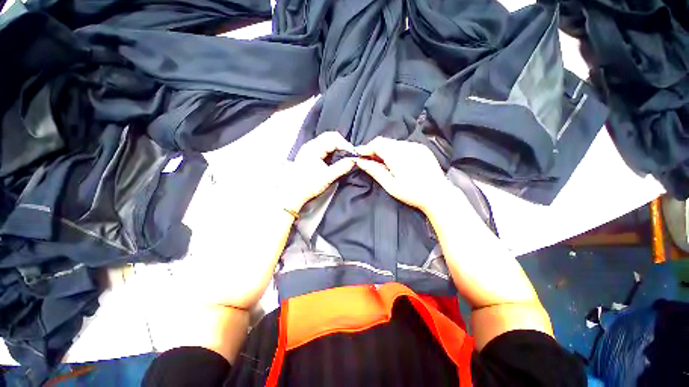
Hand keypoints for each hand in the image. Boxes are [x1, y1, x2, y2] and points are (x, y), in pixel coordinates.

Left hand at [280, 132, 355, 212]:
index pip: (333, 138)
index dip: (346, 144)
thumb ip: (342, 167)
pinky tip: (335, 158)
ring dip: (337, 147)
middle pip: (330, 137)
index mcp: (313, 149)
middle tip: (350, 153)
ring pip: (326, 141)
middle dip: (342, 144)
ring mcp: (309, 149)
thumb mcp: (328, 177)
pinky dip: (331, 151)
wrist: (294, 194)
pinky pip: (323, 147)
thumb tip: (353, 160)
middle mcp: (310, 146)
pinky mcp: (309, 155)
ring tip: (344, 156)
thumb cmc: (308, 185)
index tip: (353, 153)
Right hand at [354, 137, 454, 212]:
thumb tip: (360, 161)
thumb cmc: (412, 193)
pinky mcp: (421, 148)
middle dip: (374, 149)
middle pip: (384, 142)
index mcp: (397, 155)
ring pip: (393, 143)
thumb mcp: (390, 185)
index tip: (358, 155)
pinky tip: (395, 162)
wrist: (438, 195)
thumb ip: (374, 170)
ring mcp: (416, 146)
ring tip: (381, 163)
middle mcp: (407, 146)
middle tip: (368, 161)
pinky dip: (394, 150)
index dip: (365, 148)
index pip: (377, 144)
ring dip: (384, 150)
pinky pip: (403, 145)